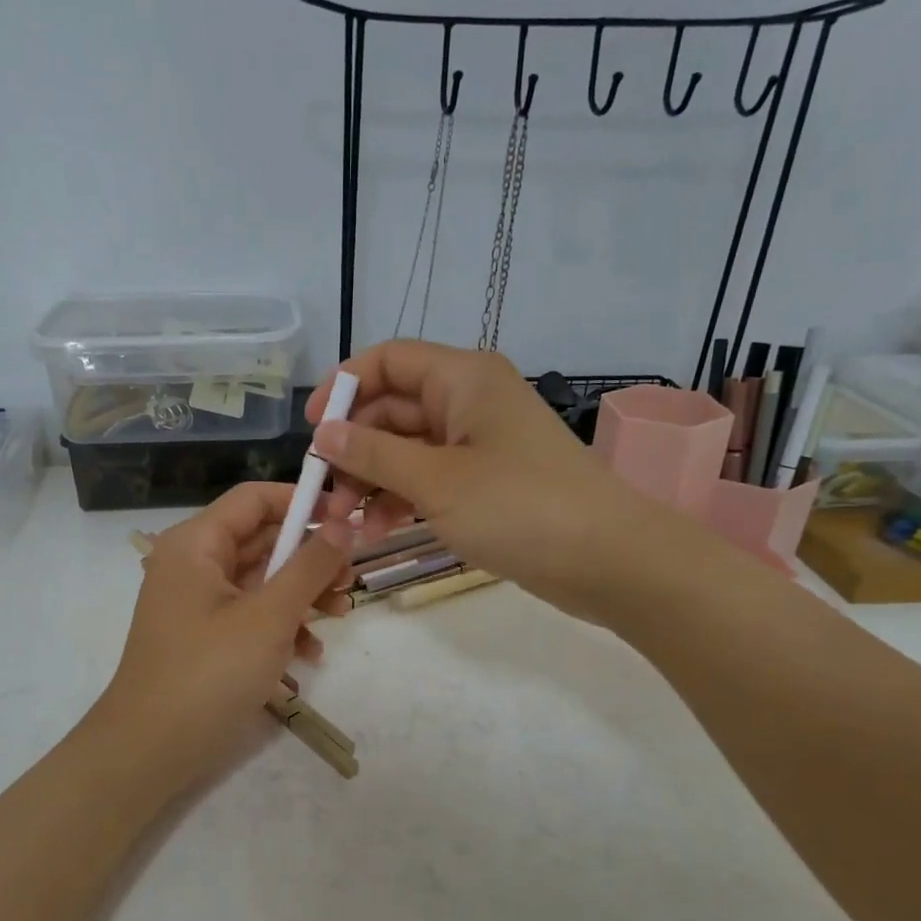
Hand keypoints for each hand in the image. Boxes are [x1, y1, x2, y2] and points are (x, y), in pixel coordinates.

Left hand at [98, 482, 353, 782]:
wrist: (150, 750)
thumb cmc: (209, 672)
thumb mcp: (269, 616)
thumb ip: (309, 566)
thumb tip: (343, 525)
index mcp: (197, 544)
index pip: (254, 499)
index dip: (302, 502)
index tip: (347, 519)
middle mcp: (193, 565)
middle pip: (261, 540)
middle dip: (310, 558)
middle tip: (352, 577)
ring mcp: (197, 603)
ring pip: (260, 580)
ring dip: (303, 594)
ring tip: (341, 615)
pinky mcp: (204, 637)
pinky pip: (250, 615)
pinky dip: (281, 626)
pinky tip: (310, 654)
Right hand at [307, 340, 682, 621]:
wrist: (608, 560)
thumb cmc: (519, 507)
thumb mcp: (436, 481)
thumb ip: (374, 453)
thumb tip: (323, 433)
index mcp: (463, 379)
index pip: (388, 361)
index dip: (343, 388)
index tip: (312, 432)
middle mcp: (470, 401)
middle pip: (393, 409)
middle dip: (354, 450)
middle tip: (326, 497)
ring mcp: (479, 443)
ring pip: (408, 449)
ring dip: (373, 481)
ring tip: (347, 524)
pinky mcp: (487, 481)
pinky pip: (430, 478)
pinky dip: (402, 499)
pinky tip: (378, 530)